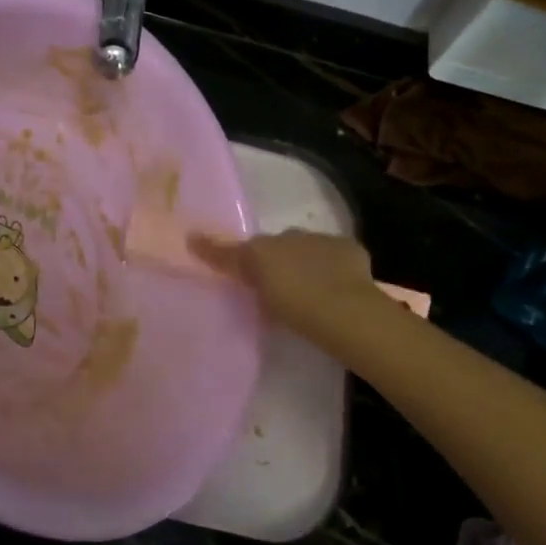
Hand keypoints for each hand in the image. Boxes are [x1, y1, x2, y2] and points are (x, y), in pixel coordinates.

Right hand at [191, 230, 384, 345]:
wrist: (345, 310)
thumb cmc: (292, 299)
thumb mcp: (253, 277)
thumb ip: (224, 256)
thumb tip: (192, 236)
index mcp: (269, 242)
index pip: (252, 246)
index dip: (247, 259)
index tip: (248, 278)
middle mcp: (296, 234)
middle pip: (282, 246)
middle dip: (280, 261)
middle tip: (276, 290)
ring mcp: (327, 243)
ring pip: (310, 250)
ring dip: (307, 264)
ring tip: (308, 294)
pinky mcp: (353, 254)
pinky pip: (338, 259)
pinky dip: (335, 269)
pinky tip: (336, 291)